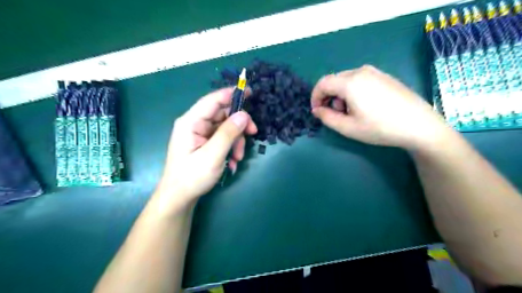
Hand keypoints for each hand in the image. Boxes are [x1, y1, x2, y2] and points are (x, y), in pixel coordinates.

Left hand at [157, 86, 257, 207]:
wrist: (180, 197)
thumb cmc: (192, 177)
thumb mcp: (213, 155)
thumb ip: (228, 133)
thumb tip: (244, 115)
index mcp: (191, 122)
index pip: (212, 100)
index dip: (231, 94)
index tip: (249, 92)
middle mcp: (195, 124)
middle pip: (223, 114)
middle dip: (238, 125)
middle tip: (252, 133)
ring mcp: (200, 134)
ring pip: (226, 127)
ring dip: (236, 141)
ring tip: (237, 158)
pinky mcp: (205, 143)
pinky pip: (223, 138)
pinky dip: (231, 147)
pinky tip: (231, 161)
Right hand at [309, 64, 453, 150]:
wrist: (419, 125)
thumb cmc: (380, 128)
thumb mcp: (348, 127)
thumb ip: (327, 117)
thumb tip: (317, 110)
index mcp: (350, 82)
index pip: (322, 83)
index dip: (315, 97)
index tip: (317, 111)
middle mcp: (361, 71)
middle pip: (334, 80)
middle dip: (329, 97)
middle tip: (336, 115)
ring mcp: (375, 72)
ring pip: (347, 80)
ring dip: (341, 95)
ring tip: (352, 112)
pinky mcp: (384, 76)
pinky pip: (360, 80)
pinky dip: (353, 91)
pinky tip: (365, 106)